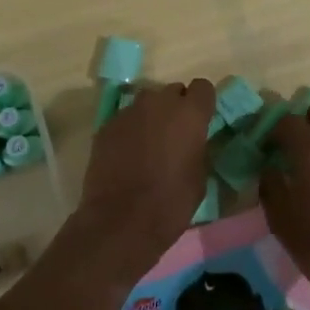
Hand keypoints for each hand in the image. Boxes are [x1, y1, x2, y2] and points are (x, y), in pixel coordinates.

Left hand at [70, 78, 214, 279]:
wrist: (120, 222)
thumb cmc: (170, 203)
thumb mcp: (200, 177)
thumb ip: (199, 147)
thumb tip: (194, 140)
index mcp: (190, 113)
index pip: (203, 87)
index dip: (202, 103)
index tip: (201, 121)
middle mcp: (160, 103)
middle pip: (173, 91)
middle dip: (176, 108)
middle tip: (174, 135)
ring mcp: (130, 111)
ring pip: (147, 103)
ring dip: (152, 117)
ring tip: (148, 145)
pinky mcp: (107, 125)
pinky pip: (125, 119)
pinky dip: (130, 131)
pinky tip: (126, 155)